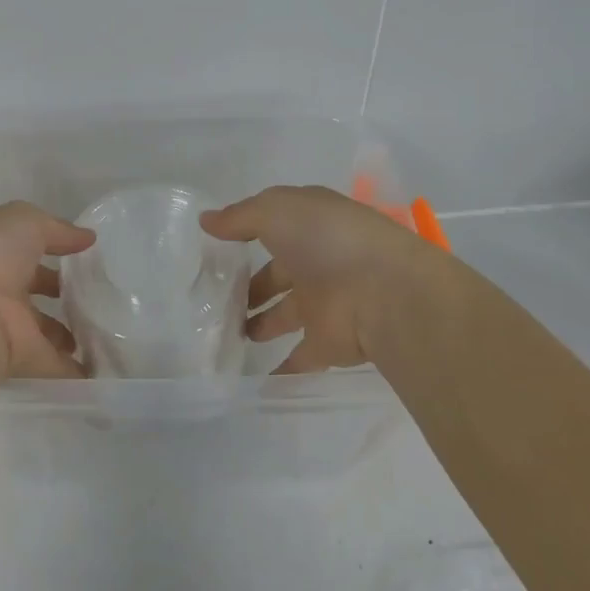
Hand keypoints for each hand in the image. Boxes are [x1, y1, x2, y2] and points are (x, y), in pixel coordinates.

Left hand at [0, 201, 95, 380]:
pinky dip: (77, 369)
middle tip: (97, 293)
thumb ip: (57, 229)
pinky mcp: (22, 359)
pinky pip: (55, 365)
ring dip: (69, 332)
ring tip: (105, 328)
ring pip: (45, 330)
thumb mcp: (25, 222)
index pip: (26, 251)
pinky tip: (103, 366)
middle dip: (61, 293)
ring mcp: (9, 327)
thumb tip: (87, 238)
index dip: (52, 249)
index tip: (83, 254)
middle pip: (34, 291)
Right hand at [201, 186, 436, 373]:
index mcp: (311, 224)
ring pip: (285, 315)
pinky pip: (299, 357)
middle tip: (214, 301)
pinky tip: (251, 379)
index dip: (248, 232)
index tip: (216, 247)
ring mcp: (325, 303)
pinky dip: (280, 369)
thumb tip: (206, 221)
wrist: (382, 293)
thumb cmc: (327, 240)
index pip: (275, 226)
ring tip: (224, 335)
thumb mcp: (276, 211)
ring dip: (260, 324)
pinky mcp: (329, 343)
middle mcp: (319, 261)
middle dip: (252, 287)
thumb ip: (239, 217)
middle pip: (278, 274)